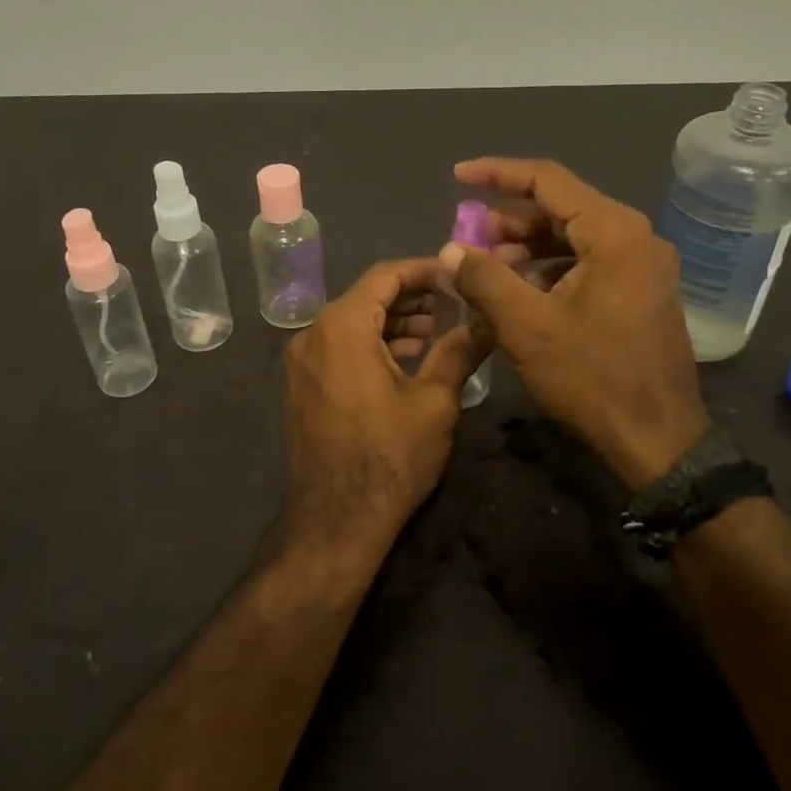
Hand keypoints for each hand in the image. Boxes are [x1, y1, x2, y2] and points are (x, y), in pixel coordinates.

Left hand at [281, 258, 484, 560]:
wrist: (336, 521)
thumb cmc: (390, 457)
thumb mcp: (434, 402)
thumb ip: (458, 351)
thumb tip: (488, 322)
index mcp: (342, 326)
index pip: (385, 276)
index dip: (424, 270)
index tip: (457, 275)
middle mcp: (313, 334)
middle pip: (366, 297)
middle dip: (411, 296)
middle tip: (454, 302)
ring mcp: (301, 362)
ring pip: (352, 323)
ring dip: (393, 321)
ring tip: (436, 330)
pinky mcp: (302, 386)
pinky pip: (339, 347)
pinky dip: (372, 343)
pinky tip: (405, 357)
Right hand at [439, 158, 709, 491]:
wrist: (657, 440)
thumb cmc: (592, 377)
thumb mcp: (526, 325)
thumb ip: (484, 278)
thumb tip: (450, 249)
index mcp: (615, 232)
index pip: (548, 181)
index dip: (497, 174)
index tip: (458, 176)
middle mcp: (636, 238)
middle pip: (562, 208)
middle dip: (510, 220)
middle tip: (470, 240)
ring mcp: (643, 266)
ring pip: (574, 237)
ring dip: (528, 246)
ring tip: (489, 268)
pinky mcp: (641, 292)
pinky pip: (589, 263)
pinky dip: (551, 268)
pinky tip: (522, 292)